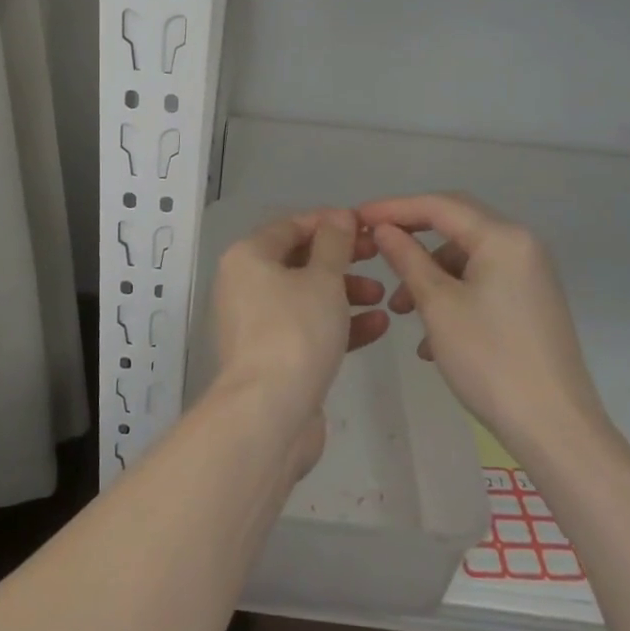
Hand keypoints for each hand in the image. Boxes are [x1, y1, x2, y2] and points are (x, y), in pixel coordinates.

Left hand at [211, 208, 390, 477]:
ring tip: (383, 297)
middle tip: (378, 257)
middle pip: (299, 260)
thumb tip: (339, 215)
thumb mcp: (323, 279)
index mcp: (248, 256)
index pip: (291, 226)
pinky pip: (308, 328)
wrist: (269, 415)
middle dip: (342, 259)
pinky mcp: (273, 357)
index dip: (330, 222)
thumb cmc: (295, 331)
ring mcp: (257, 323)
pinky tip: (378, 326)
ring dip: (345, 293)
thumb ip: (334, 243)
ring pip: (306, 296)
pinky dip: (339, 325)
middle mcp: (246, 284)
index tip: (366, 226)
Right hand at [364, 193, 607, 456]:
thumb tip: (383, 229)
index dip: (393, 208)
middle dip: (411, 234)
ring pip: (466, 255)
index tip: (357, 217)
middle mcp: (521, 244)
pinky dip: (451, 292)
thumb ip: (407, 258)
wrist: (556, 432)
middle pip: (454, 222)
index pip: (438, 205)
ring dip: (429, 271)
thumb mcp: (438, 305)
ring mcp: (529, 273)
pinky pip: (481, 279)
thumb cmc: (491, 361)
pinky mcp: (530, 301)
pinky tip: (429, 334)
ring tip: (398, 308)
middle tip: (373, 244)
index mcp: (502, 237)